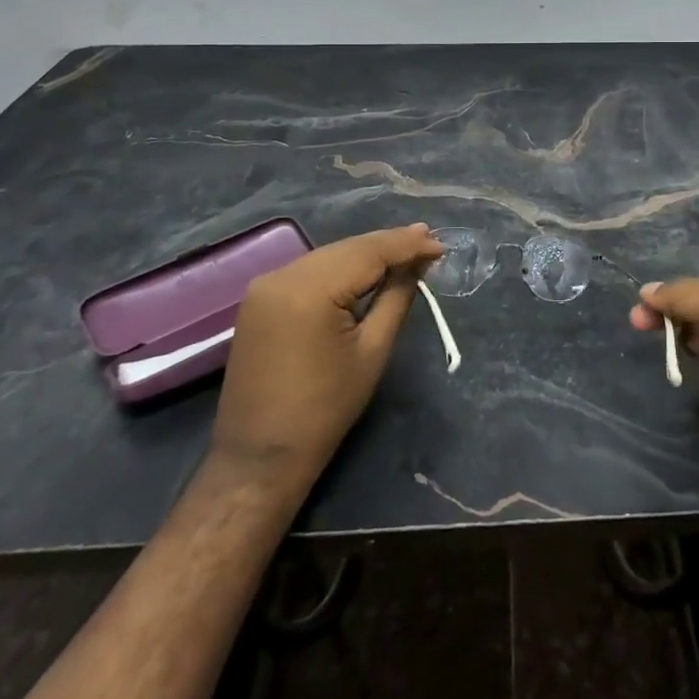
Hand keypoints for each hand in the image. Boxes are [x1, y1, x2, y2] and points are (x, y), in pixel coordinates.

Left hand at [211, 224, 443, 492]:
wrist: (260, 457)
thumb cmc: (326, 409)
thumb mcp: (373, 350)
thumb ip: (397, 296)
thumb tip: (418, 262)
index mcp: (310, 289)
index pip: (368, 252)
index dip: (407, 245)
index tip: (440, 244)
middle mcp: (282, 275)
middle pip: (347, 248)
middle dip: (388, 244)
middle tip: (428, 240)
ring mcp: (265, 285)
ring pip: (328, 255)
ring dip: (365, 253)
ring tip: (405, 250)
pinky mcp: (259, 298)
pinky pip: (309, 270)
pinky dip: (340, 268)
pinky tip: (365, 268)